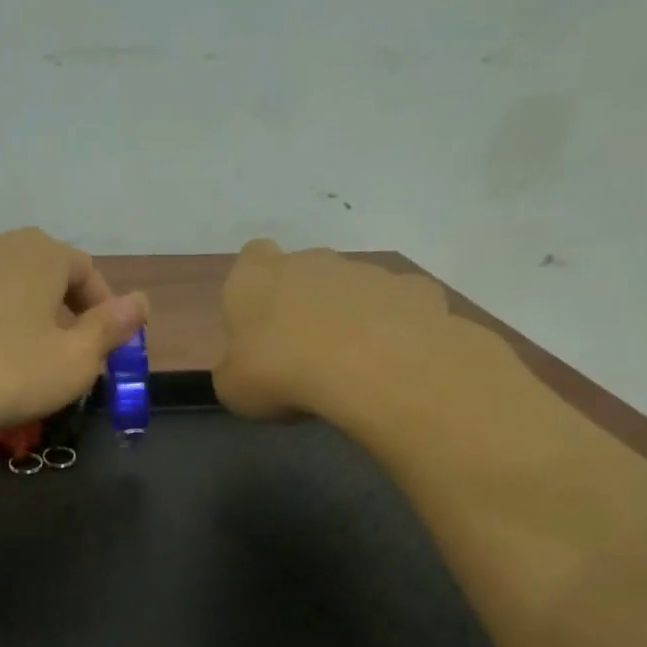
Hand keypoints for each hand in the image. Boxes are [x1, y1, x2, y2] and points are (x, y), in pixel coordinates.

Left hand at [0, 227, 147, 441]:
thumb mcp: (73, 361)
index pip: (87, 271)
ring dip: (10, 291)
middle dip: (62, 302)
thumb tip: (141, 301)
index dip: (105, 308)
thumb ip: (109, 329)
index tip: (110, 348)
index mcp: (41, 254)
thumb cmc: (4, 373)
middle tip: (69, 347)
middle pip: (41, 265)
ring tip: (17, 325)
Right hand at [213, 239, 453, 421]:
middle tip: (304, 353)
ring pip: (353, 289)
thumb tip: (246, 367)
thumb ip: (235, 369)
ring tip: (352, 367)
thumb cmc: (283, 373)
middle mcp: (311, 262)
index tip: (260, 322)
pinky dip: (396, 329)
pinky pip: (398, 308)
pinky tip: (393, 363)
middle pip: (304, 272)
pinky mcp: (413, 289)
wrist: (373, 368)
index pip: (251, 258)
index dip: (255, 287)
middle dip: (305, 304)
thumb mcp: (233, 388)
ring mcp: (366, 271)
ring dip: (351, 317)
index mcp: (256, 279)